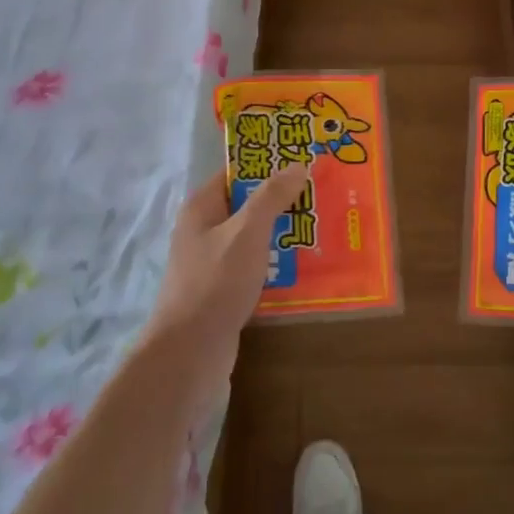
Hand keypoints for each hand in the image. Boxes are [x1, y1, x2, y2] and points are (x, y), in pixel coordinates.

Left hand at [144, 164, 310, 406]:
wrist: (189, 352)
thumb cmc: (216, 282)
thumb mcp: (247, 232)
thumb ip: (271, 197)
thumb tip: (297, 164)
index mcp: (202, 208)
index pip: (237, 173)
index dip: (268, 164)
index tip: (304, 160)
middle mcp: (204, 230)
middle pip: (248, 205)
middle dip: (283, 200)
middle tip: (324, 194)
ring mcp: (213, 262)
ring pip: (254, 237)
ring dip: (284, 233)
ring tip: (324, 227)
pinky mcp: (225, 290)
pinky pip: (256, 266)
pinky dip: (278, 263)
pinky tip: (307, 266)